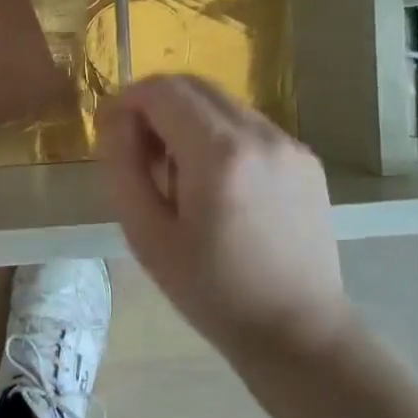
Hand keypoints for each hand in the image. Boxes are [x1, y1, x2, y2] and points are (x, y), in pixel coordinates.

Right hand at [97, 75, 350, 356]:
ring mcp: (289, 144)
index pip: (162, 89)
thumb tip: (116, 119)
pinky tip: (216, 185)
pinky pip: (248, 126)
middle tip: (139, 152)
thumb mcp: (146, 234)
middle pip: (193, 85)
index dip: (127, 101)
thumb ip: (122, 166)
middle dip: (156, 105)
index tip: (112, 134)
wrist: (297, 332)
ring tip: (178, 174)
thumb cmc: (211, 291)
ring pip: (221, 103)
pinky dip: (219, 136)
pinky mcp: (305, 159)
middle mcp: (260, 134)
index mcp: (219, 152)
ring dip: (187, 120)